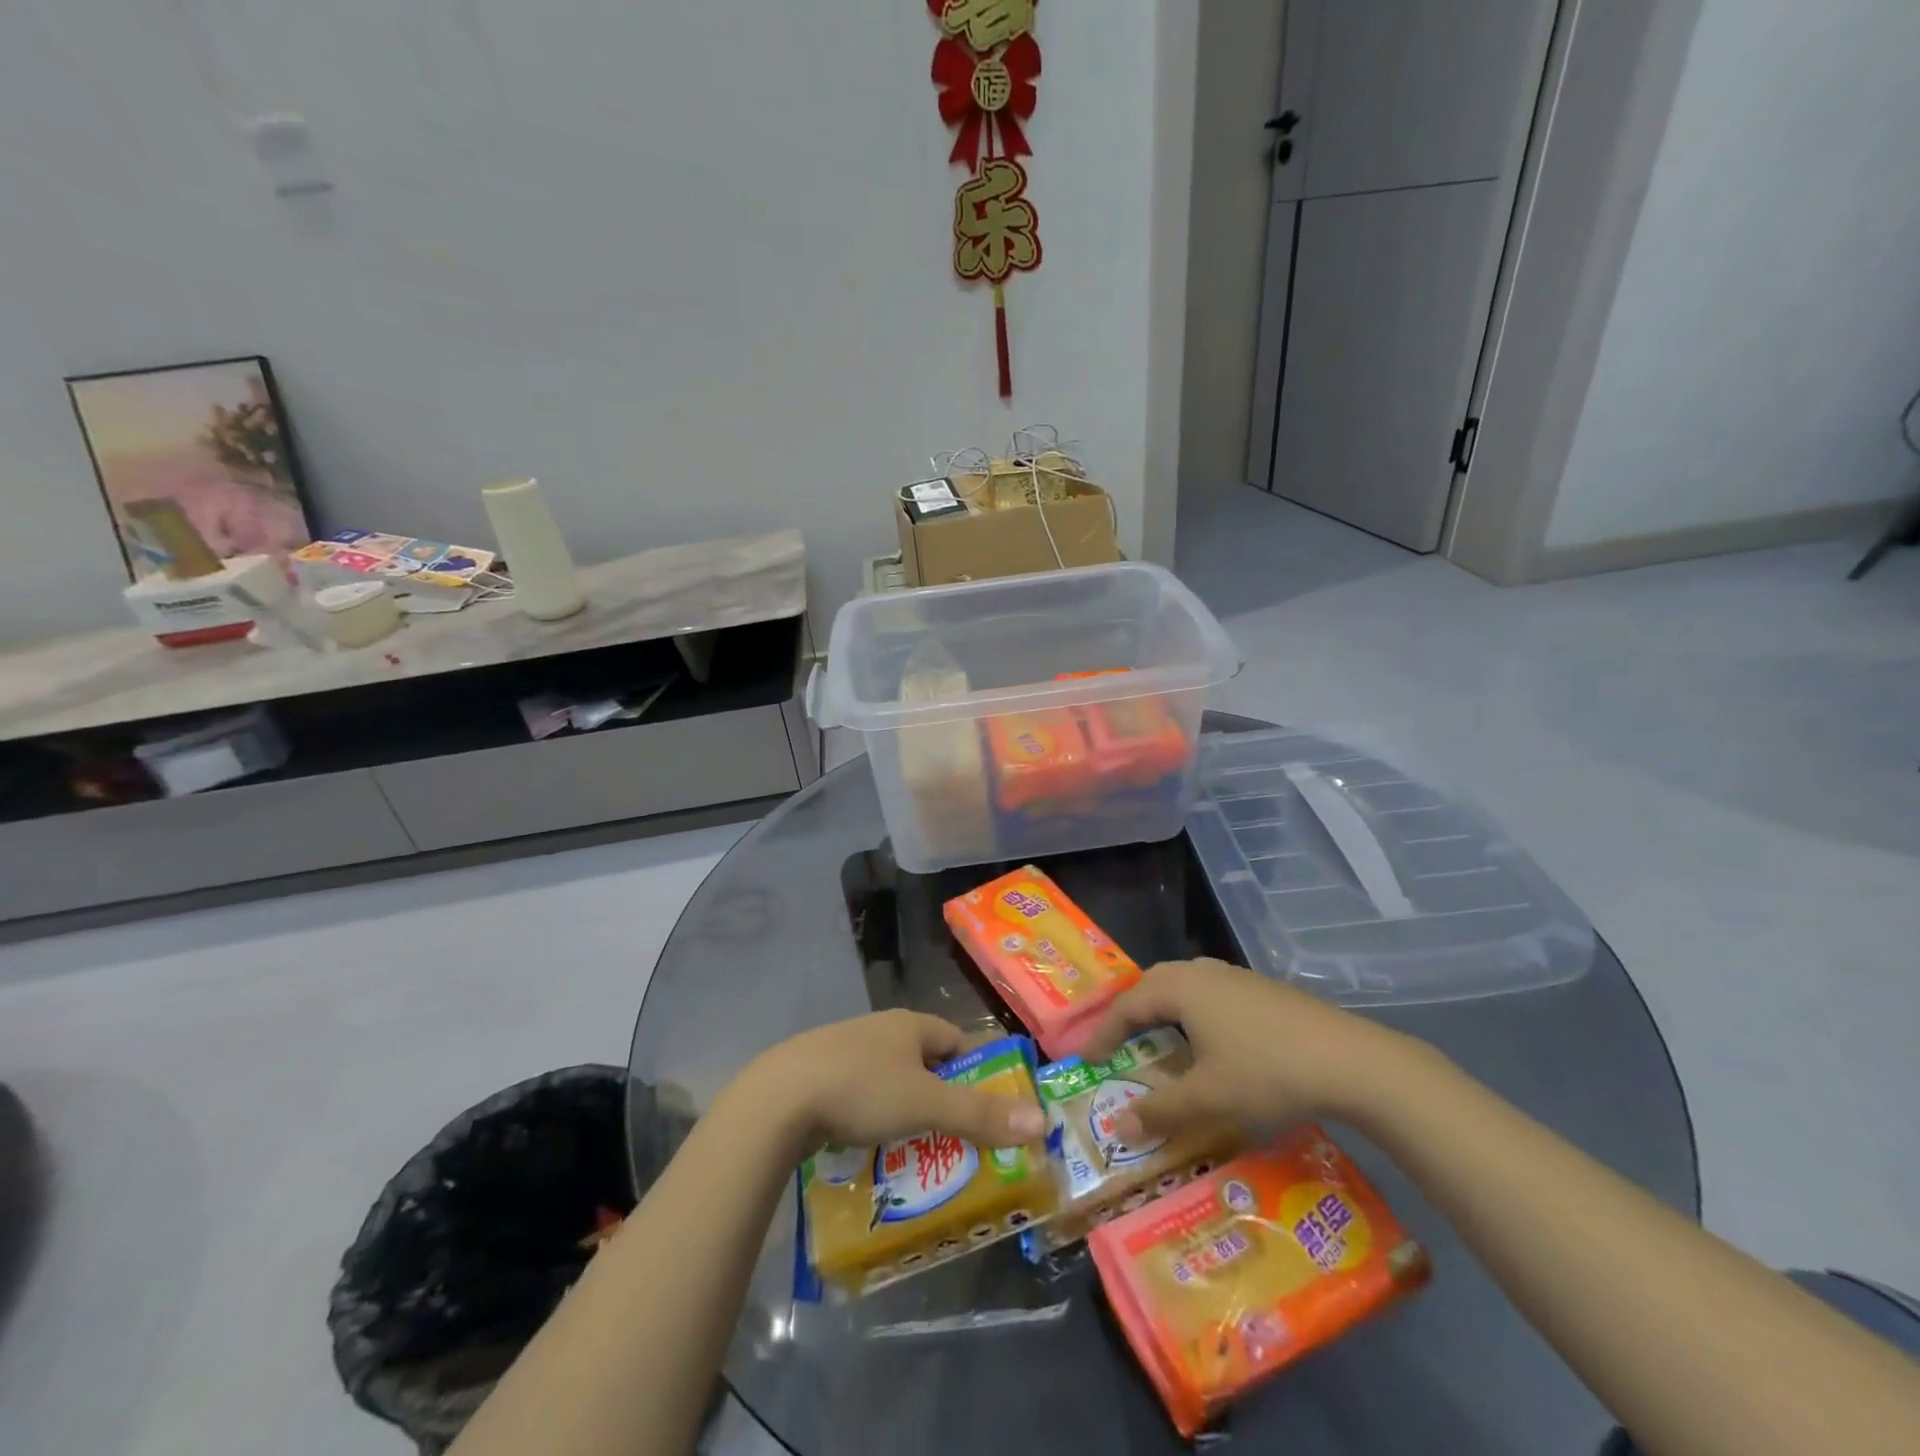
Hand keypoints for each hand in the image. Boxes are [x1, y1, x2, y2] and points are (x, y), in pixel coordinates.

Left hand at [747, 1011, 1045, 1151]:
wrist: (778, 1099)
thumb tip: (1041, 1120)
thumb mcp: (926, 1104)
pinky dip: (873, 1119)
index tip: (991, 1109)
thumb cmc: (861, 1089)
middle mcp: (879, 1030)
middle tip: (959, 1140)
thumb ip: (981, 1114)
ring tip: (917, 1153)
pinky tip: (870, 1148)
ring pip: (891, 1081)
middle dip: (943, 1099)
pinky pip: (860, 1096)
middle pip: (924, 1063)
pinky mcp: (817, 1075)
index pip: (956, 1041)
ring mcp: (844, 1050)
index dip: (978, 1072)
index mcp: (908, 1024)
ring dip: (907, 1112)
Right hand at [1080, 958, 1418, 1141]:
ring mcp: (1236, 977)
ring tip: (1158, 1040)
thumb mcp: (1208, 1097)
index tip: (1087, 1060)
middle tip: (1118, 1044)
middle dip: (1131, 1014)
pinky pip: (1210, 994)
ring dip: (1164, 1011)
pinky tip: (1208, 1041)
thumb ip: (1159, 1110)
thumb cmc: (1267, 1072)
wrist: (1352, 1061)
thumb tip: (1117, 1126)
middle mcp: (1203, 972)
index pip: (1127, 1004)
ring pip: (1184, 986)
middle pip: (1153, 985)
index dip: (1103, 1033)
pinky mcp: (1262, 990)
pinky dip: (1193, 1014)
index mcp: (1181, 987)